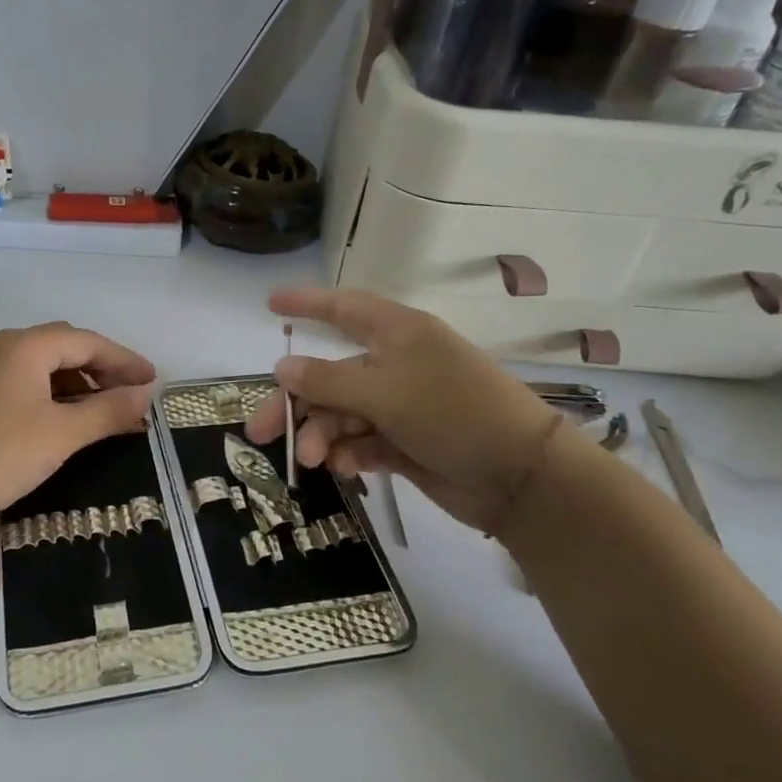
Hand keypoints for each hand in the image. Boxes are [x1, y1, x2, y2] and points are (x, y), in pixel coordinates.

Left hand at [0, 323, 155, 531]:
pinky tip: (61, 422)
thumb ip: (108, 411)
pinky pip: (22, 383)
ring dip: (76, 385)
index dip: (125, 361)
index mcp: (25, 346)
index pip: (87, 342)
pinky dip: (50, 396)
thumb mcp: (62, 434)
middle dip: (102, 369)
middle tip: (130, 397)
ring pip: (41, 367)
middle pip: (64, 347)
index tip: (153, 382)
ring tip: (101, 414)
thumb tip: (145, 395)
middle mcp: (1, 347)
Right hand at [246, 287, 557, 533]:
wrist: (521, 477)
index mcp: (397, 334)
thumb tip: (282, 367)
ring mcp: (400, 405)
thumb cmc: (454, 412)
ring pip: (342, 414)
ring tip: (313, 461)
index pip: (343, 307)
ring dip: (323, 436)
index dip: (306, 304)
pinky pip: (361, 442)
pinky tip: (345, 469)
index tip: (270, 304)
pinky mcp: (405, 442)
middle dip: (296, 403)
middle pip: (329, 376)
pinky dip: (349, 454)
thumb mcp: (385, 392)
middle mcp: (395, 364)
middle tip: (260, 434)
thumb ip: (328, 381)